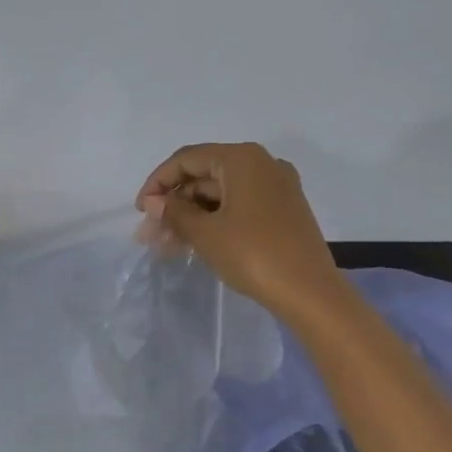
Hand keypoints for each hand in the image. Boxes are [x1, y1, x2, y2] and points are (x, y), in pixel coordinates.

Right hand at [135, 142, 340, 317]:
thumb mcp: (206, 233)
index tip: (141, 210)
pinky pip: (238, 206)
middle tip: (150, 235)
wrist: (310, 292)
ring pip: (220, 194)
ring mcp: (275, 187)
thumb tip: (154, 202)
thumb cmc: (253, 254)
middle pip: (204, 176)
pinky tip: (192, 243)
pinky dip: (214, 221)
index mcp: (241, 158)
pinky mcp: (282, 210)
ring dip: (190, 216)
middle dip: (173, 204)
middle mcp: (261, 164)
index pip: (187, 159)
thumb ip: (174, 212)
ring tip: (164, 245)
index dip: (158, 182)